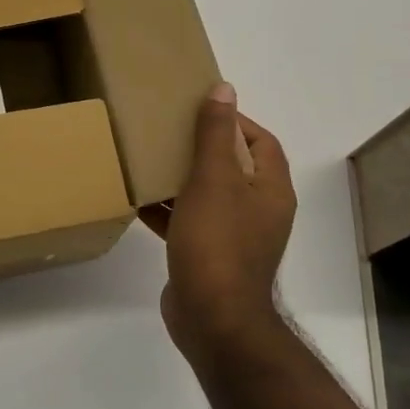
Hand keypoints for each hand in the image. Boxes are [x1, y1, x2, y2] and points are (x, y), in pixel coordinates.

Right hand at [140, 84, 296, 359]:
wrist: (213, 319)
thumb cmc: (217, 241)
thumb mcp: (213, 179)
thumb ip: (216, 133)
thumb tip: (224, 89)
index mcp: (270, 190)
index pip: (261, 141)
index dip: (234, 121)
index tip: (198, 110)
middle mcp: (259, 211)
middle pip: (233, 167)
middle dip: (202, 147)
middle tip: (168, 130)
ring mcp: (235, 237)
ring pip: (209, 195)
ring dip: (182, 178)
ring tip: (149, 159)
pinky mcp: (210, 256)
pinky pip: (190, 222)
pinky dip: (169, 210)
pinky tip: (139, 199)